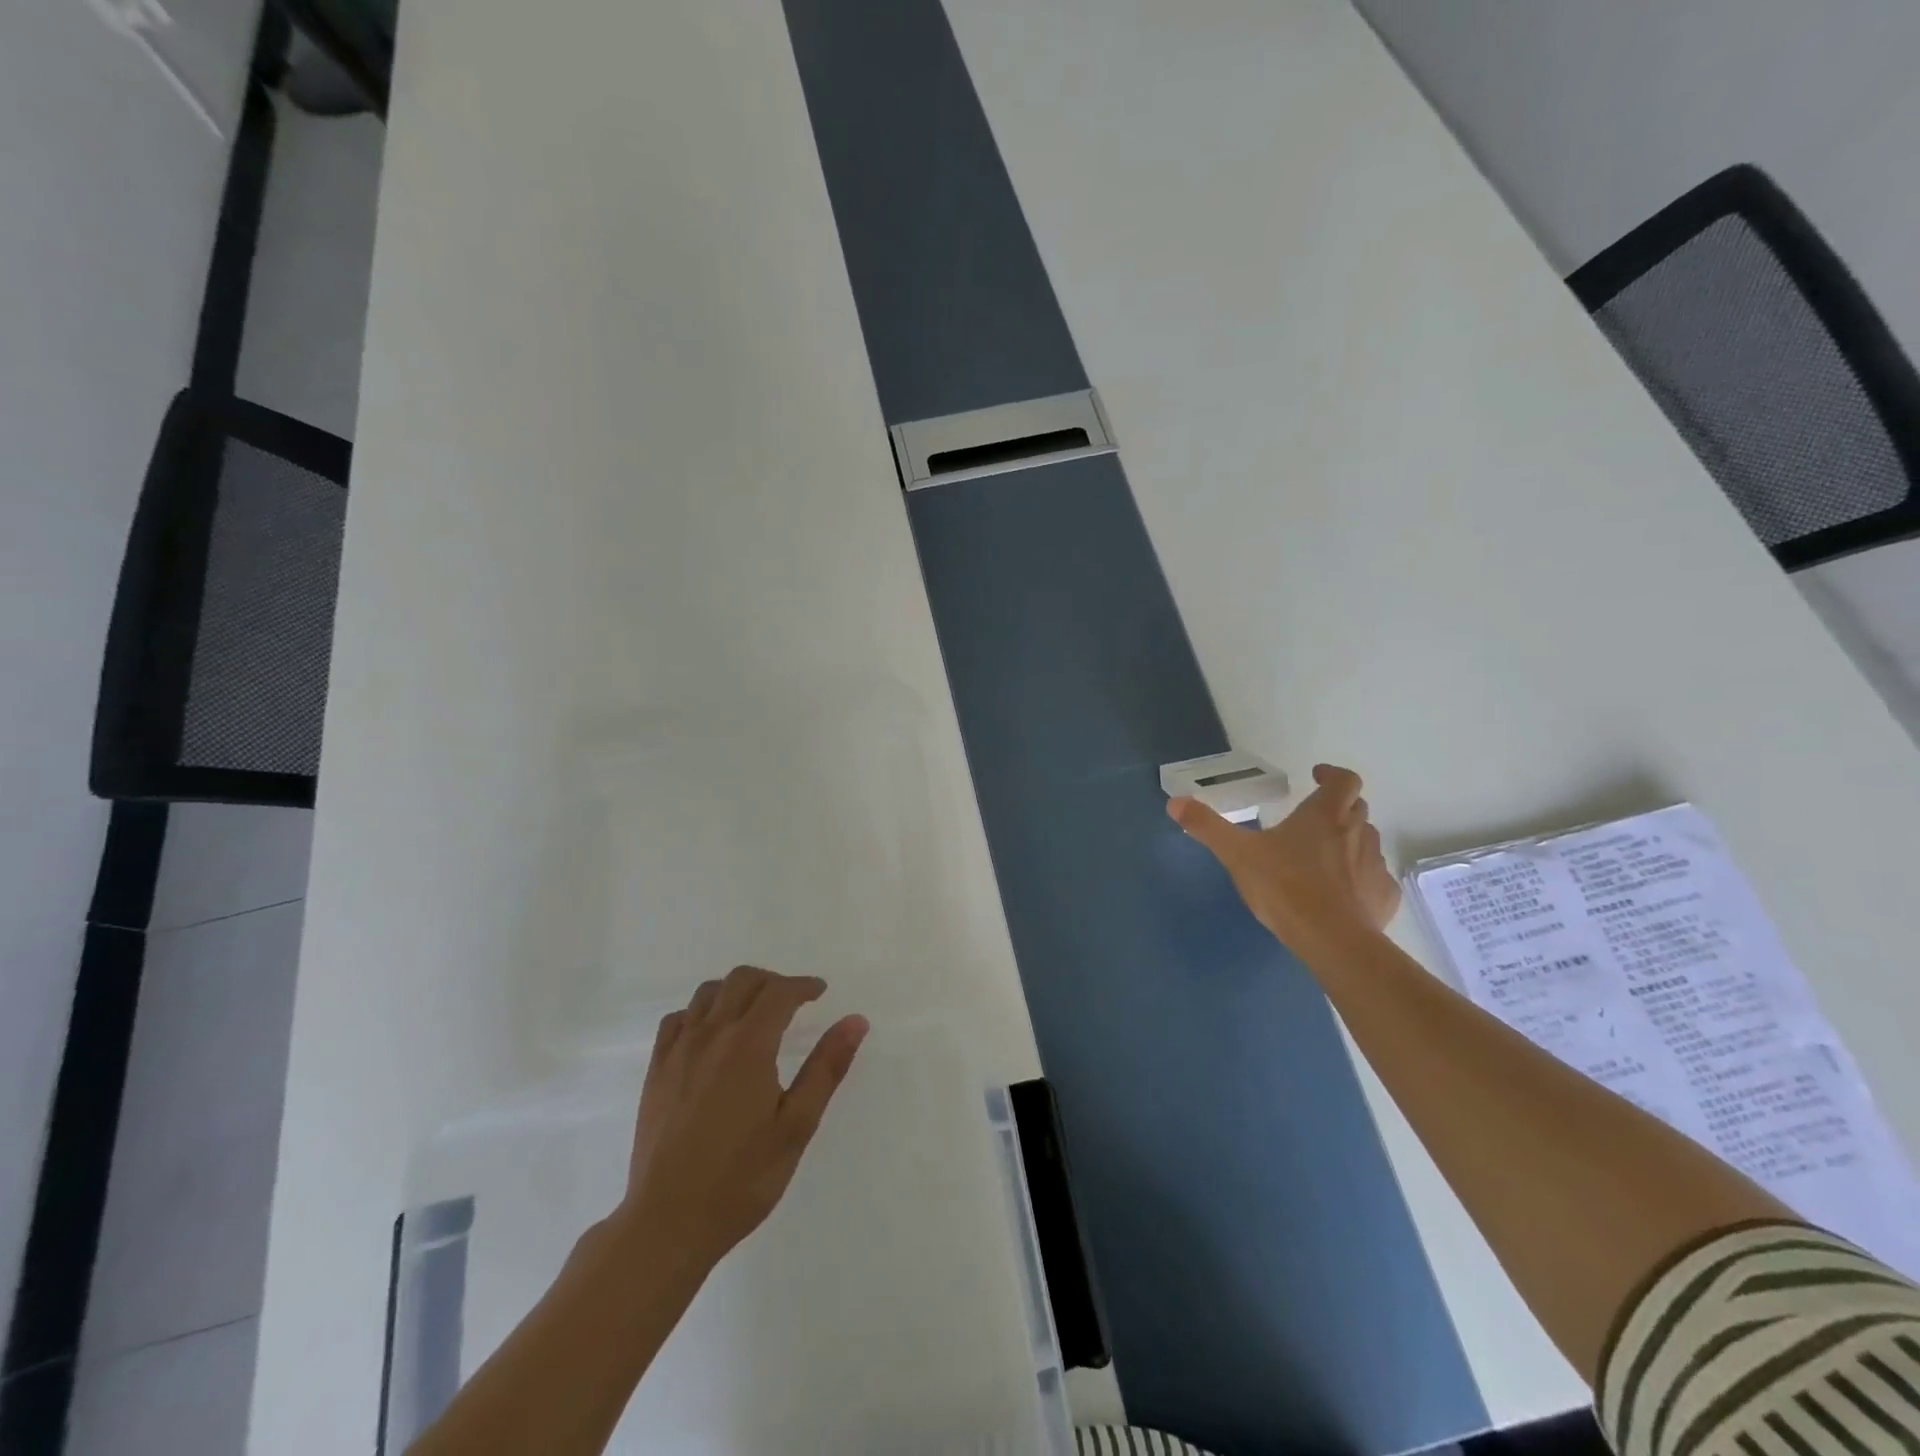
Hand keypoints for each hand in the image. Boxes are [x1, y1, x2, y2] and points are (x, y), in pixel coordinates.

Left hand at [614, 966, 868, 1269]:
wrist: (667, 1224)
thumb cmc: (741, 1179)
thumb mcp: (797, 1126)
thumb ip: (826, 1068)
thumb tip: (855, 1021)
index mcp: (748, 1045)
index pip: (779, 992)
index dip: (803, 985)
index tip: (820, 992)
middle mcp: (711, 1036)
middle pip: (742, 980)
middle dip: (772, 981)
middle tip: (793, 1001)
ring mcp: (678, 1051)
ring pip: (708, 993)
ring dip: (737, 990)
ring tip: (755, 1013)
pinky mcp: (656, 1071)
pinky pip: (677, 1019)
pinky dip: (700, 1012)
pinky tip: (711, 1035)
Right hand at [1168, 762, 1399, 951]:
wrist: (1332, 940)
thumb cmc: (1284, 886)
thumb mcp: (1236, 854)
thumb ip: (1207, 826)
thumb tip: (1175, 802)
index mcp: (1324, 815)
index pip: (1344, 780)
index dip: (1333, 775)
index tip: (1316, 776)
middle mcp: (1356, 832)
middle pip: (1357, 807)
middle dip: (1338, 807)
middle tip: (1313, 818)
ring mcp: (1375, 865)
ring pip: (1367, 841)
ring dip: (1350, 840)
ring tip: (1325, 856)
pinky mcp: (1383, 896)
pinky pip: (1375, 878)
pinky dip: (1361, 877)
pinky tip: (1342, 893)